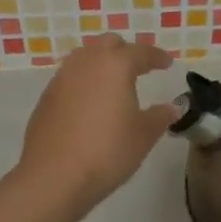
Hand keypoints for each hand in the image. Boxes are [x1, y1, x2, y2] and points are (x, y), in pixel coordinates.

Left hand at [17, 34, 177, 216]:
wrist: (53, 177)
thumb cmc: (107, 152)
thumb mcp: (144, 135)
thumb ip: (161, 116)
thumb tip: (174, 107)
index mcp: (115, 66)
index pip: (140, 52)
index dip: (156, 56)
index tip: (166, 63)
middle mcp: (86, 64)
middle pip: (108, 44)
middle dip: (126, 52)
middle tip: (139, 68)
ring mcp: (61, 79)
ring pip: (84, 57)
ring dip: (101, 64)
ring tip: (113, 83)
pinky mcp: (46, 98)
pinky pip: (70, 78)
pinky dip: (84, 82)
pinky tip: (91, 104)